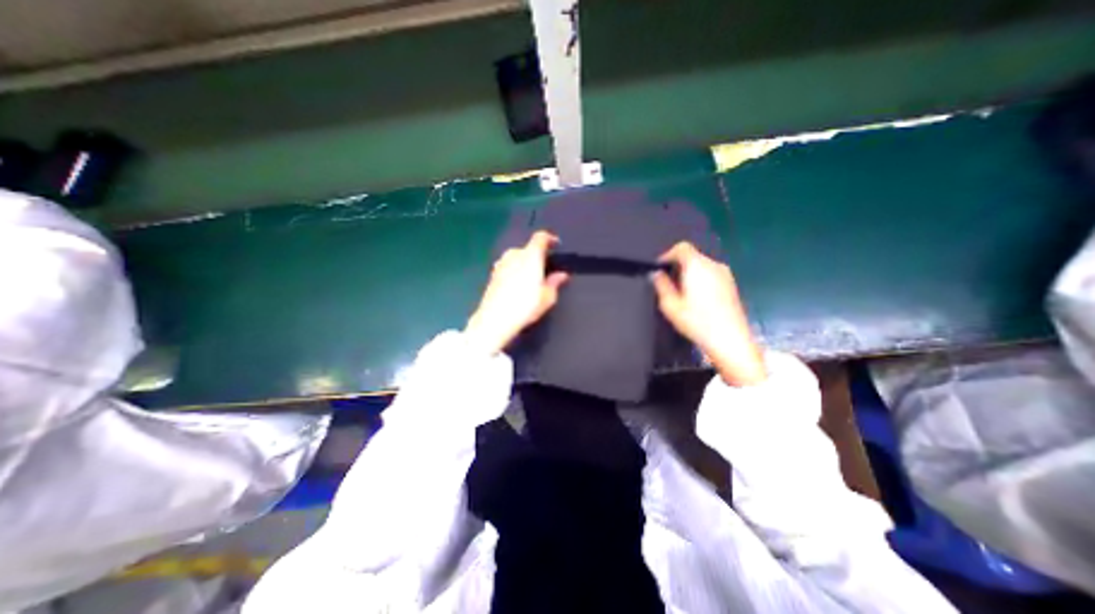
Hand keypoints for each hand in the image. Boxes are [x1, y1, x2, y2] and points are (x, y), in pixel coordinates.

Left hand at [465, 230, 568, 354]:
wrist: (495, 319)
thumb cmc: (525, 306)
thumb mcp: (547, 297)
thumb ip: (555, 282)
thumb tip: (562, 274)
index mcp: (530, 256)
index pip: (541, 238)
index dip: (550, 239)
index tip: (556, 245)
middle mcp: (514, 255)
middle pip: (528, 248)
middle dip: (537, 255)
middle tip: (545, 268)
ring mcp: (501, 263)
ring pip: (516, 257)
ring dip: (524, 263)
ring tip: (531, 278)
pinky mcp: (492, 274)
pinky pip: (508, 267)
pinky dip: (515, 271)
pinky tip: (517, 285)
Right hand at [649, 242, 768, 385]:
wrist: (730, 340)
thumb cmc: (697, 321)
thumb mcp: (670, 305)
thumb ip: (661, 285)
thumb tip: (656, 274)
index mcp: (697, 266)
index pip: (682, 247)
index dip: (667, 254)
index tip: (659, 268)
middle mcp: (713, 265)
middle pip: (692, 256)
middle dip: (677, 265)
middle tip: (667, 282)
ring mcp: (725, 275)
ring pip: (702, 266)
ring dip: (689, 273)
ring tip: (680, 293)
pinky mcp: (731, 285)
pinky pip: (711, 275)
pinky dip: (700, 280)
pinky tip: (696, 299)